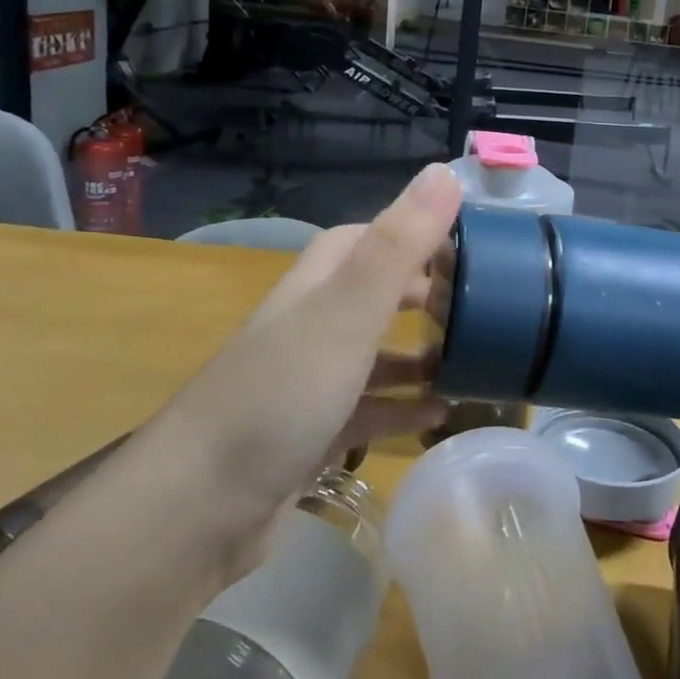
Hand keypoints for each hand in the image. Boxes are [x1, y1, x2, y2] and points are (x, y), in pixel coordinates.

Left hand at [149, 164, 460, 565]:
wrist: (198, 508)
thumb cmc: (282, 393)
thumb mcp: (348, 311)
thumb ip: (398, 244)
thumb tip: (444, 170)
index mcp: (316, 286)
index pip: (368, 239)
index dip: (414, 234)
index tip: (467, 246)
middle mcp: (309, 325)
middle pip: (373, 295)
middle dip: (424, 295)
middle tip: (481, 306)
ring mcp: (307, 383)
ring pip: (373, 356)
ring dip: (418, 355)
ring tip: (473, 361)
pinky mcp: (310, 435)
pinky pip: (368, 411)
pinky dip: (403, 408)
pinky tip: (439, 416)